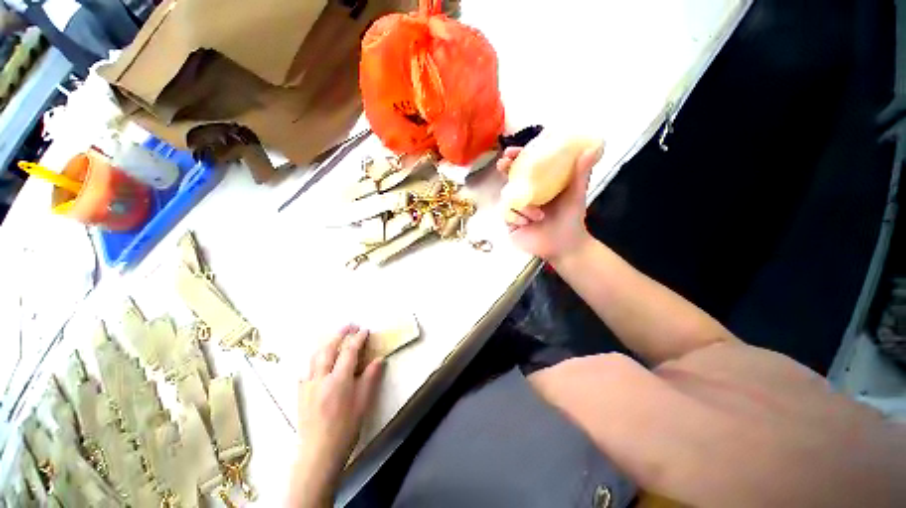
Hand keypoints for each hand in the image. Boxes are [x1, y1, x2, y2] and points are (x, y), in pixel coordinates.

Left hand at [290, 326, 382, 506]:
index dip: (358, 339)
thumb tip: (378, 359)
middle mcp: (321, 378)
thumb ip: (370, 378)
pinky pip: (307, 370)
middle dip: (340, 334)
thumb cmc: (346, 428)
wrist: (319, 452)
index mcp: (339, 380)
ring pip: (315, 357)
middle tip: (350, 326)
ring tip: (335, 337)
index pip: (349, 351)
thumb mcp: (363, 403)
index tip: (365, 330)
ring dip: (326, 343)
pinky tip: (319, 363)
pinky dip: (315, 361)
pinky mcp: (301, 393)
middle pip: (329, 348)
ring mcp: (308, 385)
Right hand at [497, 145, 602, 260]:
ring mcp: (517, 207)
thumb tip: (593, 146)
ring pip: (507, 197)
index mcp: (540, 183)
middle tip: (503, 164)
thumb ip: (581, 172)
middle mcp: (526, 192)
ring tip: (538, 216)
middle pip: (510, 176)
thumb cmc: (571, 218)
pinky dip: (516, 217)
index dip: (517, 156)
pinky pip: (506, 214)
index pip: (526, 165)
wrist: (564, 246)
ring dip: (522, 205)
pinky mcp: (511, 222)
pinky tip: (527, 224)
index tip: (511, 151)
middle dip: (505, 169)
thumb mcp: (576, 194)